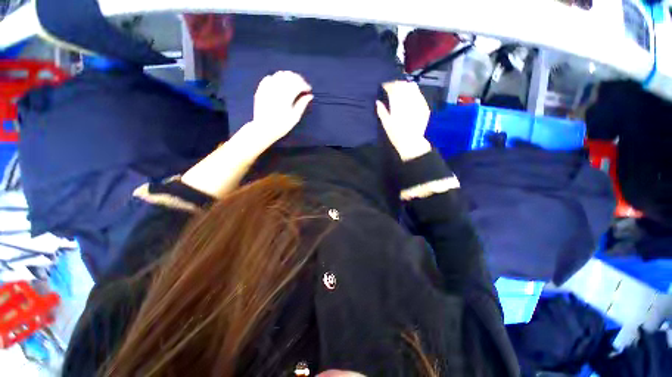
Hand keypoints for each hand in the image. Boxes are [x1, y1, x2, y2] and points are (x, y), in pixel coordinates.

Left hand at [247, 71, 312, 147]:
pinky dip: (277, 78)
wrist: (264, 129)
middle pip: (289, 76)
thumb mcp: (295, 117)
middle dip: (298, 79)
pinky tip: (280, 84)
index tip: (309, 90)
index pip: (297, 84)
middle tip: (302, 85)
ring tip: (293, 84)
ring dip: (288, 77)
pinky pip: (269, 77)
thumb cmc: (282, 126)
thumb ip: (302, 104)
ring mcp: (267, 88)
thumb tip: (310, 96)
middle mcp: (276, 89)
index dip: (305, 85)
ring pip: (279, 74)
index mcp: (286, 97)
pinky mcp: (261, 89)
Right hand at [376, 81, 431, 160]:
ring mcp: (419, 103)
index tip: (384, 86)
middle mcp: (410, 100)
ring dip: (405, 86)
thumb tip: (377, 102)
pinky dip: (413, 93)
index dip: (388, 85)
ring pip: (413, 87)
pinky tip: (409, 98)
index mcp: (398, 104)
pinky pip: (419, 94)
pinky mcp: (425, 107)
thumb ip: (382, 111)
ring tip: (400, 90)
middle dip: (397, 84)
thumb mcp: (386, 124)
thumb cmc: (397, 135)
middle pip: (403, 85)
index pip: (393, 88)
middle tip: (391, 87)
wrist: (412, 143)